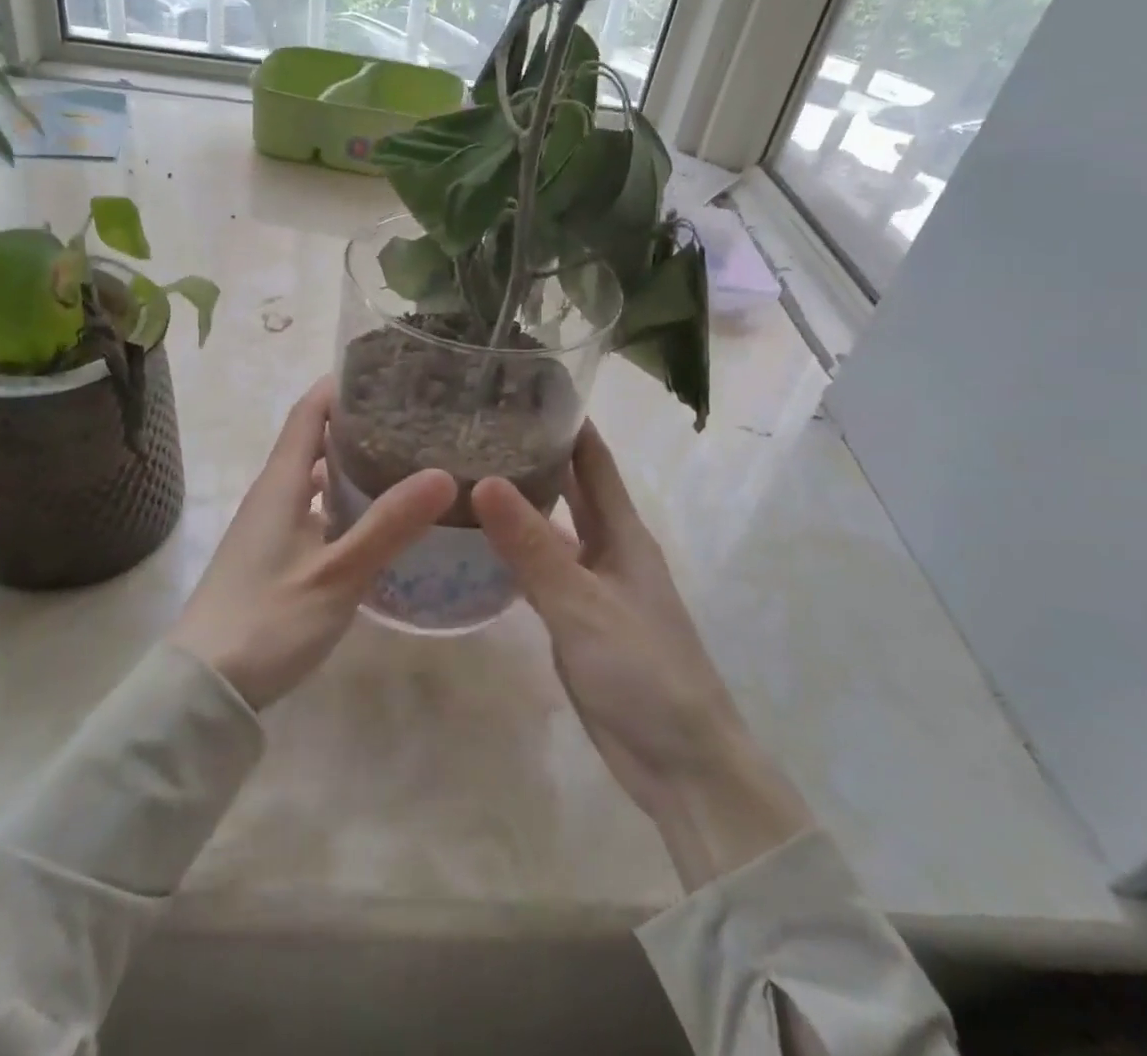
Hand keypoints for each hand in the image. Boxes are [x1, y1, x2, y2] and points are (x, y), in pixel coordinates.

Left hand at [168, 378, 454, 710]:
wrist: (205, 688)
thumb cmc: (267, 620)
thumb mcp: (336, 574)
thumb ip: (388, 525)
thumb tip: (443, 474)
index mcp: (280, 483)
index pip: (308, 412)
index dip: (340, 385)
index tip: (385, 369)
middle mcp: (272, 495)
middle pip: (313, 441)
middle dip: (357, 422)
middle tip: (414, 415)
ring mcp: (270, 528)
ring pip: (315, 479)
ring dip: (352, 464)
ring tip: (405, 459)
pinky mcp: (274, 557)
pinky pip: (315, 511)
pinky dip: (345, 502)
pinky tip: (377, 520)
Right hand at [474, 423, 813, 889]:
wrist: (679, 761)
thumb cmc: (643, 670)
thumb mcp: (582, 604)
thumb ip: (532, 546)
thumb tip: (482, 479)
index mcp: (623, 532)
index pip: (594, 459)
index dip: (567, 420)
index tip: (526, 386)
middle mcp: (608, 548)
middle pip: (571, 488)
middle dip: (536, 454)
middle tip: (480, 424)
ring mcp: (591, 584)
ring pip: (550, 529)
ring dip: (520, 502)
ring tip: (467, 473)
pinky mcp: (575, 619)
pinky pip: (539, 570)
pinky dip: (513, 551)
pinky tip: (476, 543)